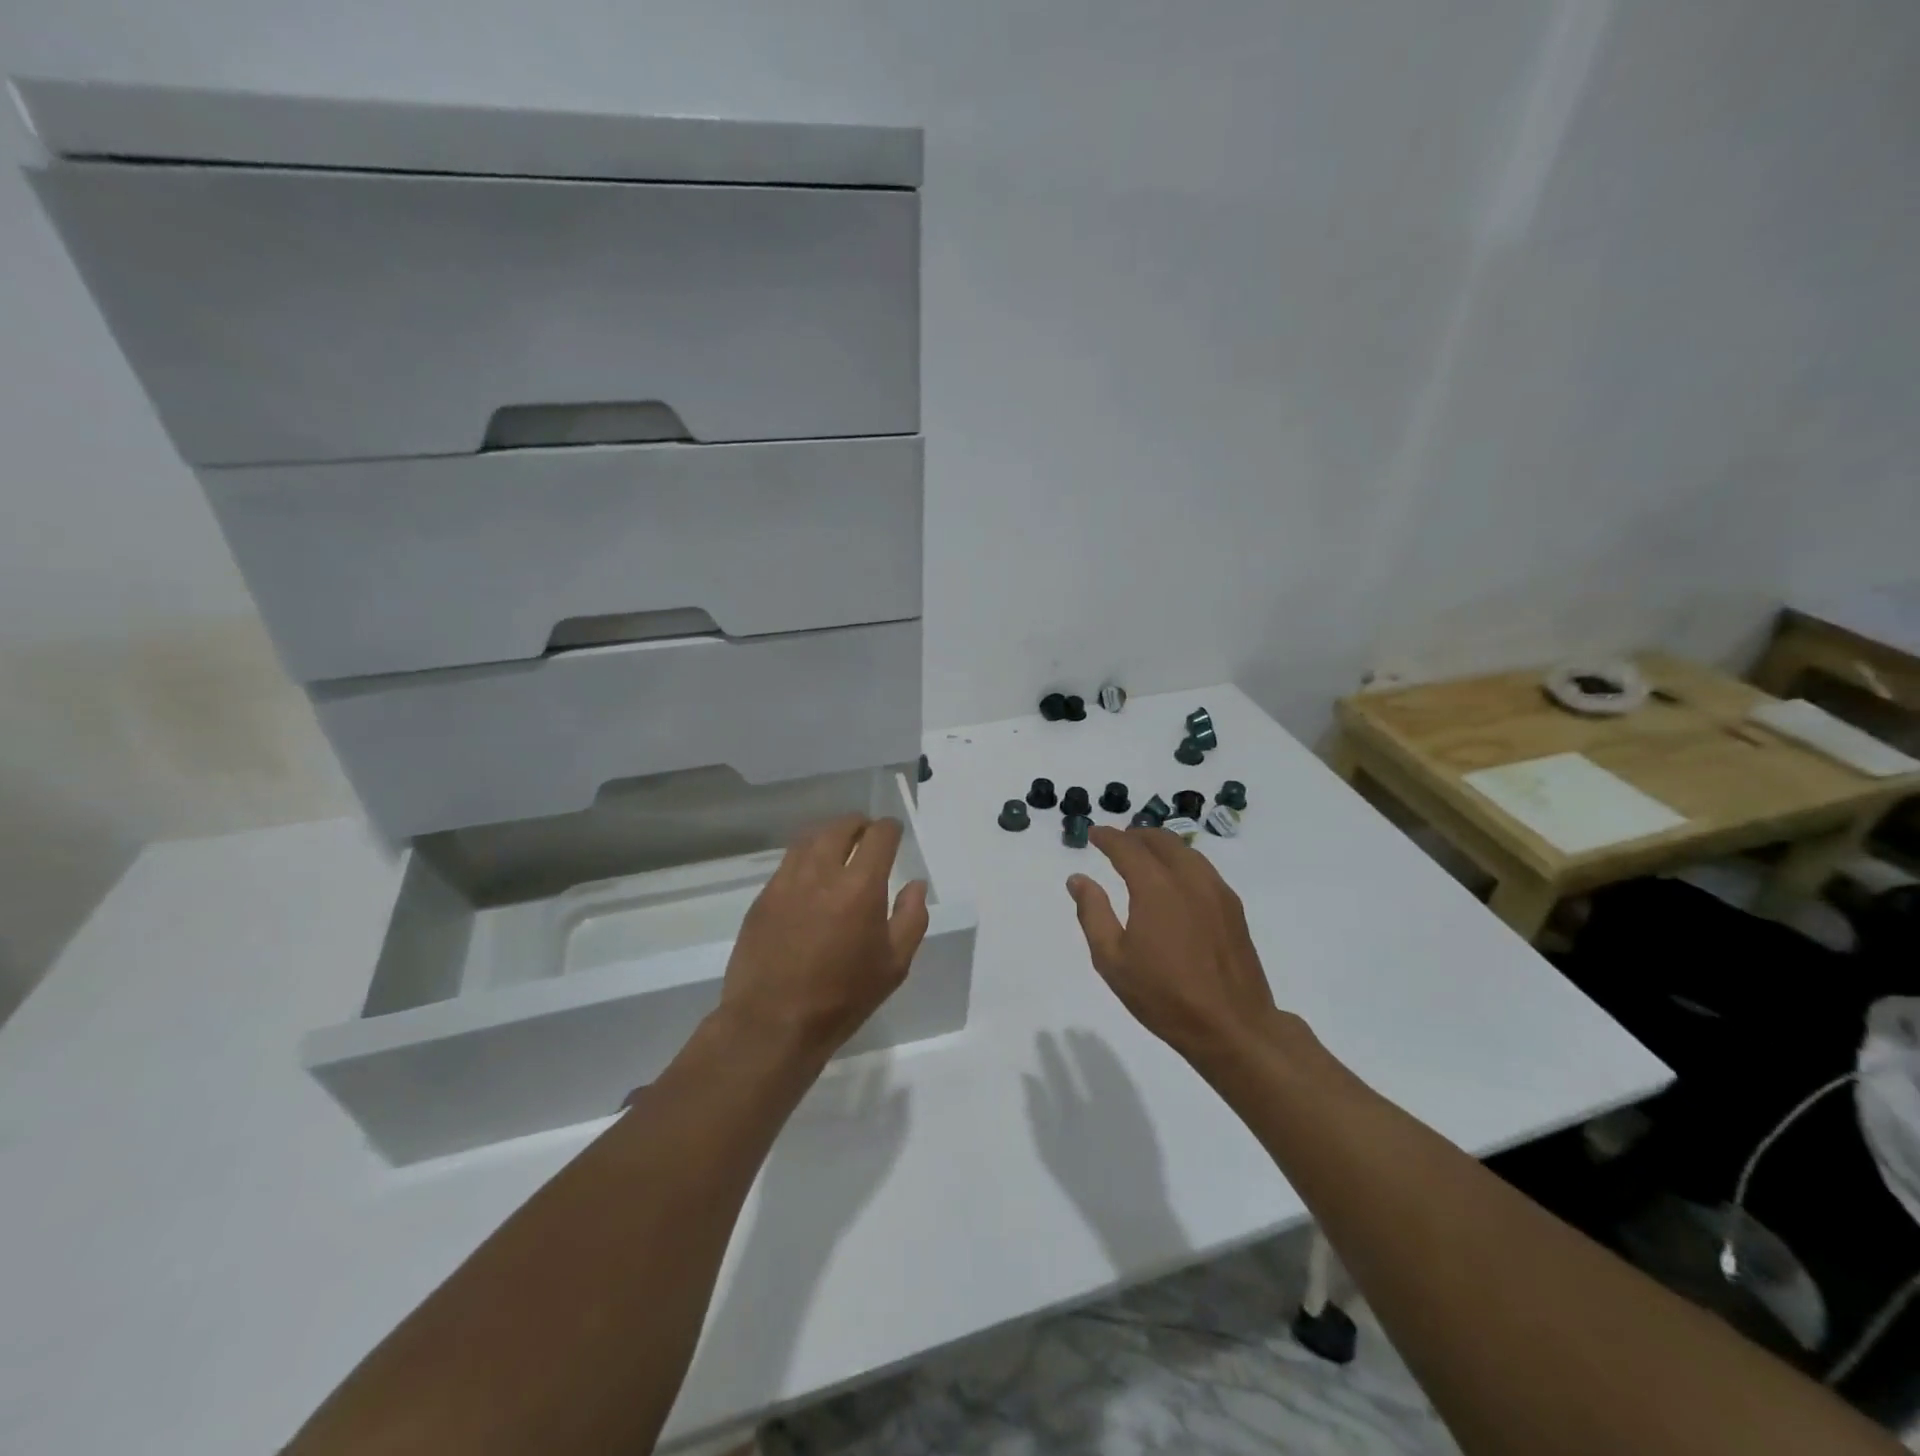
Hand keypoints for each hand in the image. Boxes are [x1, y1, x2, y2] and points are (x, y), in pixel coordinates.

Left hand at [720, 814, 929, 1060]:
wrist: (772, 1023)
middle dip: (859, 824)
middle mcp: (822, 873)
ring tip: (839, 847)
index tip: (895, 833)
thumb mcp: (894, 965)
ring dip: (830, 835)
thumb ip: (912, 918)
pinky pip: (788, 862)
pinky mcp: (763, 897)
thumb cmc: (842, 998)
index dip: (890, 828)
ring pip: (810, 838)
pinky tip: (811, 875)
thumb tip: (915, 884)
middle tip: (868, 835)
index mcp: (860, 886)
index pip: (878, 836)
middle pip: (841, 827)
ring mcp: (787, 882)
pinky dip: (805, 856)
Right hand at [1066, 826, 1278, 1069]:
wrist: (1232, 1026)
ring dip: (1161, 845)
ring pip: (1186, 851)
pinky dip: (1182, 861)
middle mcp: (1189, 879)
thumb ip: (1093, 913)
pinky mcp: (1233, 908)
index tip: (1093, 833)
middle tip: (1117, 842)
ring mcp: (1217, 892)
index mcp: (1156, 887)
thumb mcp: (1112, 960)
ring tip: (1144, 856)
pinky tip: (1175, 881)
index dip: (1108, 837)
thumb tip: (1078, 879)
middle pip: (1161, 840)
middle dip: (1135, 835)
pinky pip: (1203, 869)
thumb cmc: (1163, 996)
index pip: (1127, 847)